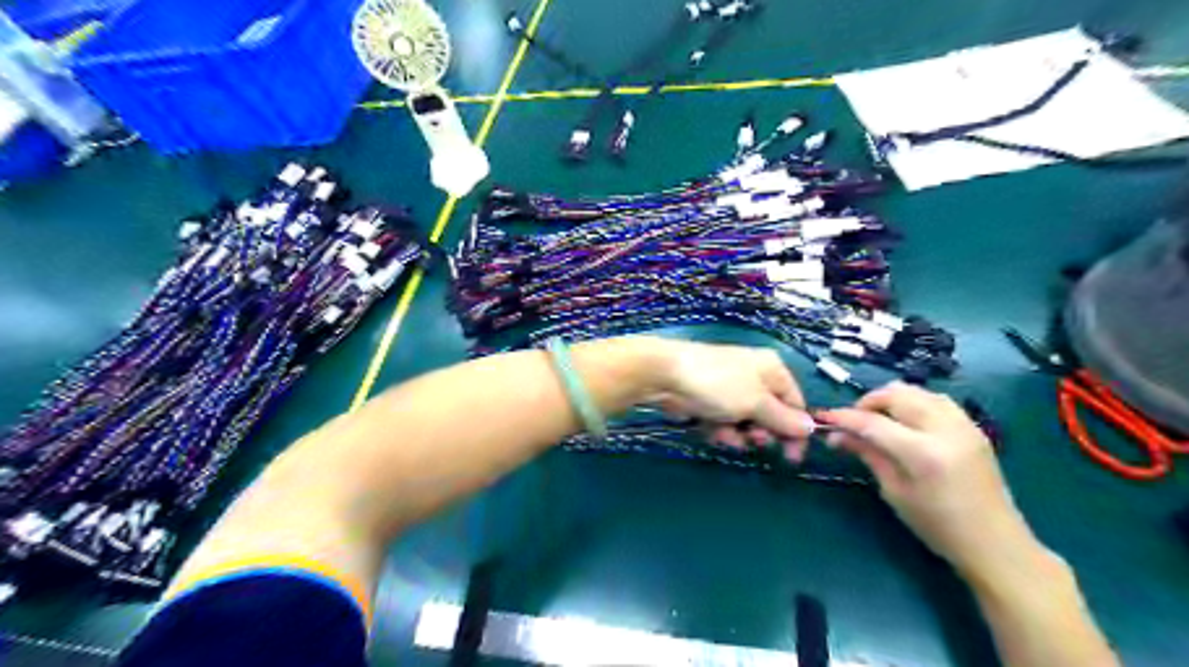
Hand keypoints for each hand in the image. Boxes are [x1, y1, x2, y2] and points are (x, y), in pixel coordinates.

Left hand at [649, 341, 817, 459]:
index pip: (795, 403)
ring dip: (739, 434)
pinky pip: (726, 422)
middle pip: (771, 415)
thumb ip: (784, 419)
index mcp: (772, 369)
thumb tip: (811, 428)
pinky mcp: (710, 401)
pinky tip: (713, 431)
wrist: (667, 376)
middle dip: (762, 432)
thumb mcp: (757, 403)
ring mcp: (730, 390)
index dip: (796, 431)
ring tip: (727, 434)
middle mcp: (755, 377)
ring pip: (746, 423)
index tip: (793, 456)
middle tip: (754, 440)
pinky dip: (721, 430)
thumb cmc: (719, 385)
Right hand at [819, 382, 1043, 580]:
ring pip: (916, 391)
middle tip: (854, 422)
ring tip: (878, 420)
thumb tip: (836, 435)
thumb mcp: (895, 491)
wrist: (996, 544)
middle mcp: (945, 430)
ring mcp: (964, 425)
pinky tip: (905, 421)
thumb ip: (868, 454)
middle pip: (896, 394)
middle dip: (868, 402)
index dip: (845, 417)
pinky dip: (913, 402)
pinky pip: (936, 399)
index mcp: (924, 453)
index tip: (824, 418)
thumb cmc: (938, 527)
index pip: (873, 422)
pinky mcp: (973, 427)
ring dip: (891, 399)